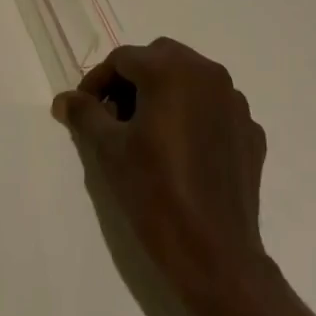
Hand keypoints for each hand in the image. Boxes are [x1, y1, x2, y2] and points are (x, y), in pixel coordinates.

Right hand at [53, 38, 270, 310]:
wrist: (217, 256)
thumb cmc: (156, 194)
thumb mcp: (110, 152)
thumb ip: (86, 115)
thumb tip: (65, 99)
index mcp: (171, 70)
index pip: (123, 59)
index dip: (98, 82)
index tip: (84, 111)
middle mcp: (208, 72)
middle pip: (159, 59)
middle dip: (133, 81)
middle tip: (114, 117)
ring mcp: (234, 101)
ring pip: (190, 79)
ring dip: (165, 94)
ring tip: (147, 133)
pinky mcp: (250, 130)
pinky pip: (214, 108)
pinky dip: (194, 116)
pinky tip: (182, 151)